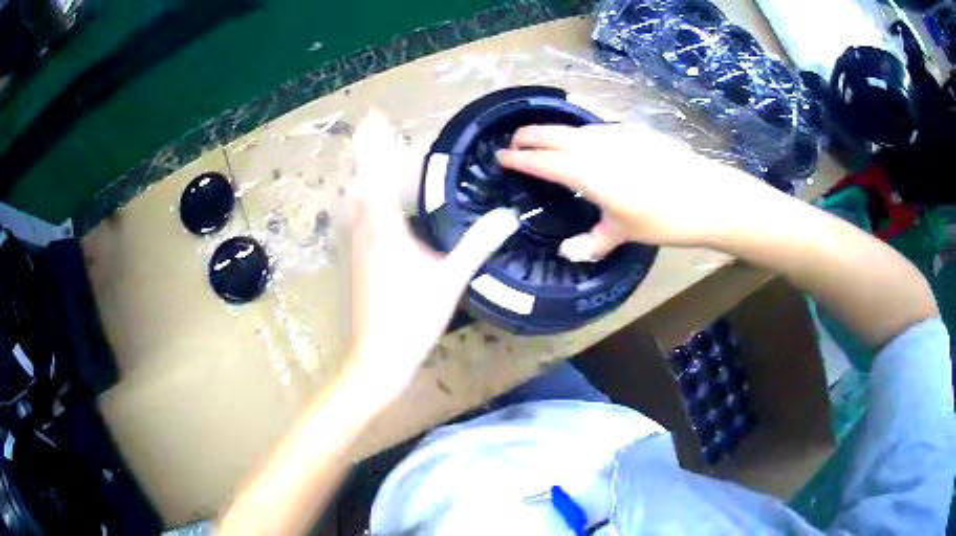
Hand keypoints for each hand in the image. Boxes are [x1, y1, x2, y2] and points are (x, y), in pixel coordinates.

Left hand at [348, 114, 517, 400]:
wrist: (378, 356)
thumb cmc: (412, 317)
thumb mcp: (450, 279)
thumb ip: (477, 244)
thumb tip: (508, 216)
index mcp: (385, 229)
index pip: (375, 174)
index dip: (373, 144)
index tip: (374, 118)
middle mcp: (365, 232)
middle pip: (362, 184)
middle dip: (370, 156)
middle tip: (384, 136)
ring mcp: (359, 248)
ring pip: (359, 203)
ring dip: (369, 179)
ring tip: (386, 165)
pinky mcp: (359, 263)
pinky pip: (362, 220)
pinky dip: (371, 203)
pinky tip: (388, 212)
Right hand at [497, 123, 772, 257]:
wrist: (707, 195)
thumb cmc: (664, 218)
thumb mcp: (625, 233)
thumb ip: (592, 242)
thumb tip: (567, 253)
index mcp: (588, 173)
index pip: (543, 162)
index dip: (519, 159)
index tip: (501, 157)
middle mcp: (596, 146)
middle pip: (552, 134)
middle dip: (528, 136)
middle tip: (513, 143)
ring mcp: (616, 134)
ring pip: (573, 127)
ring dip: (552, 132)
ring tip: (543, 141)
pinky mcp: (633, 131)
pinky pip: (595, 126)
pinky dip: (578, 132)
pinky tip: (583, 141)